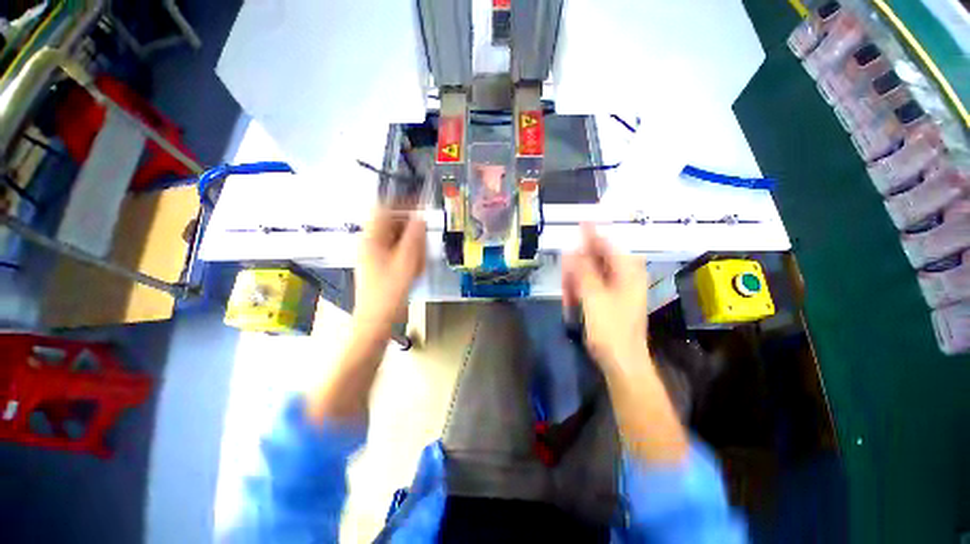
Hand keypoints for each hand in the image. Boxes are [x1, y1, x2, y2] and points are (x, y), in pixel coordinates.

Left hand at [353, 208, 425, 336]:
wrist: (375, 319)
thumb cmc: (388, 292)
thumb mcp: (406, 263)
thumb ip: (414, 238)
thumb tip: (420, 218)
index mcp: (371, 239)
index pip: (384, 209)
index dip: (403, 203)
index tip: (421, 204)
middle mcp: (371, 243)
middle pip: (393, 225)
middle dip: (411, 232)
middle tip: (424, 243)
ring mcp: (375, 255)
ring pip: (397, 240)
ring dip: (412, 246)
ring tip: (419, 262)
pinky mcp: (381, 265)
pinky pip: (397, 252)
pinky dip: (408, 257)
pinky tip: (415, 269)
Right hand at [562, 224, 649, 373]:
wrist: (621, 361)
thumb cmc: (611, 329)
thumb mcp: (594, 297)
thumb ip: (583, 271)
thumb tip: (572, 250)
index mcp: (627, 272)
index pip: (607, 244)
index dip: (592, 233)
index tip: (580, 221)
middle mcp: (623, 276)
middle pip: (596, 259)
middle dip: (577, 266)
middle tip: (564, 276)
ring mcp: (616, 288)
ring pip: (589, 273)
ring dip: (575, 281)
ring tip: (567, 296)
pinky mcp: (607, 298)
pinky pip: (589, 286)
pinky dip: (578, 291)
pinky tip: (571, 301)